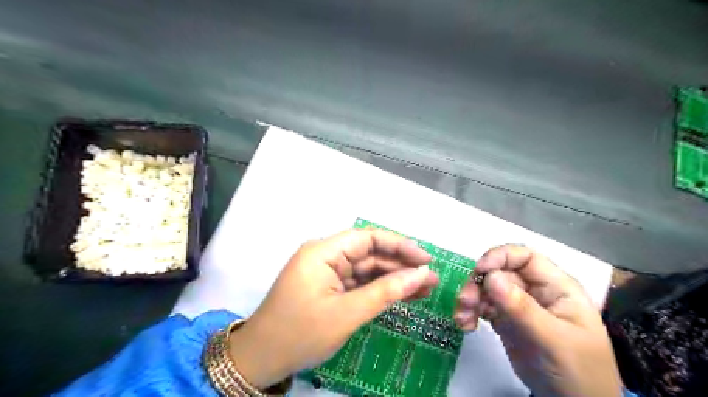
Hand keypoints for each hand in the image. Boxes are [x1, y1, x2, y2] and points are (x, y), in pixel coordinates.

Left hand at [228, 230, 436, 387]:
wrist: (262, 360)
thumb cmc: (301, 333)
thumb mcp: (347, 313)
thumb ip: (385, 292)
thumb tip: (420, 274)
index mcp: (323, 252)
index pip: (366, 238)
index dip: (398, 245)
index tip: (424, 258)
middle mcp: (325, 256)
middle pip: (369, 254)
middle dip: (400, 265)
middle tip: (431, 278)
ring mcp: (328, 273)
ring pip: (367, 270)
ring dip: (394, 279)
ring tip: (425, 288)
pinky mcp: (330, 288)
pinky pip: (359, 283)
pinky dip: (380, 290)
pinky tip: (404, 295)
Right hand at [457, 245, 619, 396]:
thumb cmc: (578, 370)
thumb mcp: (553, 339)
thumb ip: (522, 308)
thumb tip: (490, 277)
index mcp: (555, 286)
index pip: (525, 257)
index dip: (500, 257)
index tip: (480, 271)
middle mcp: (534, 290)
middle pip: (499, 273)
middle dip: (479, 284)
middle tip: (465, 301)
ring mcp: (519, 305)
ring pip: (487, 289)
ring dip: (471, 299)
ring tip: (462, 318)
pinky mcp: (506, 321)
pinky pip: (483, 307)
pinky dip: (470, 313)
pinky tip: (466, 325)